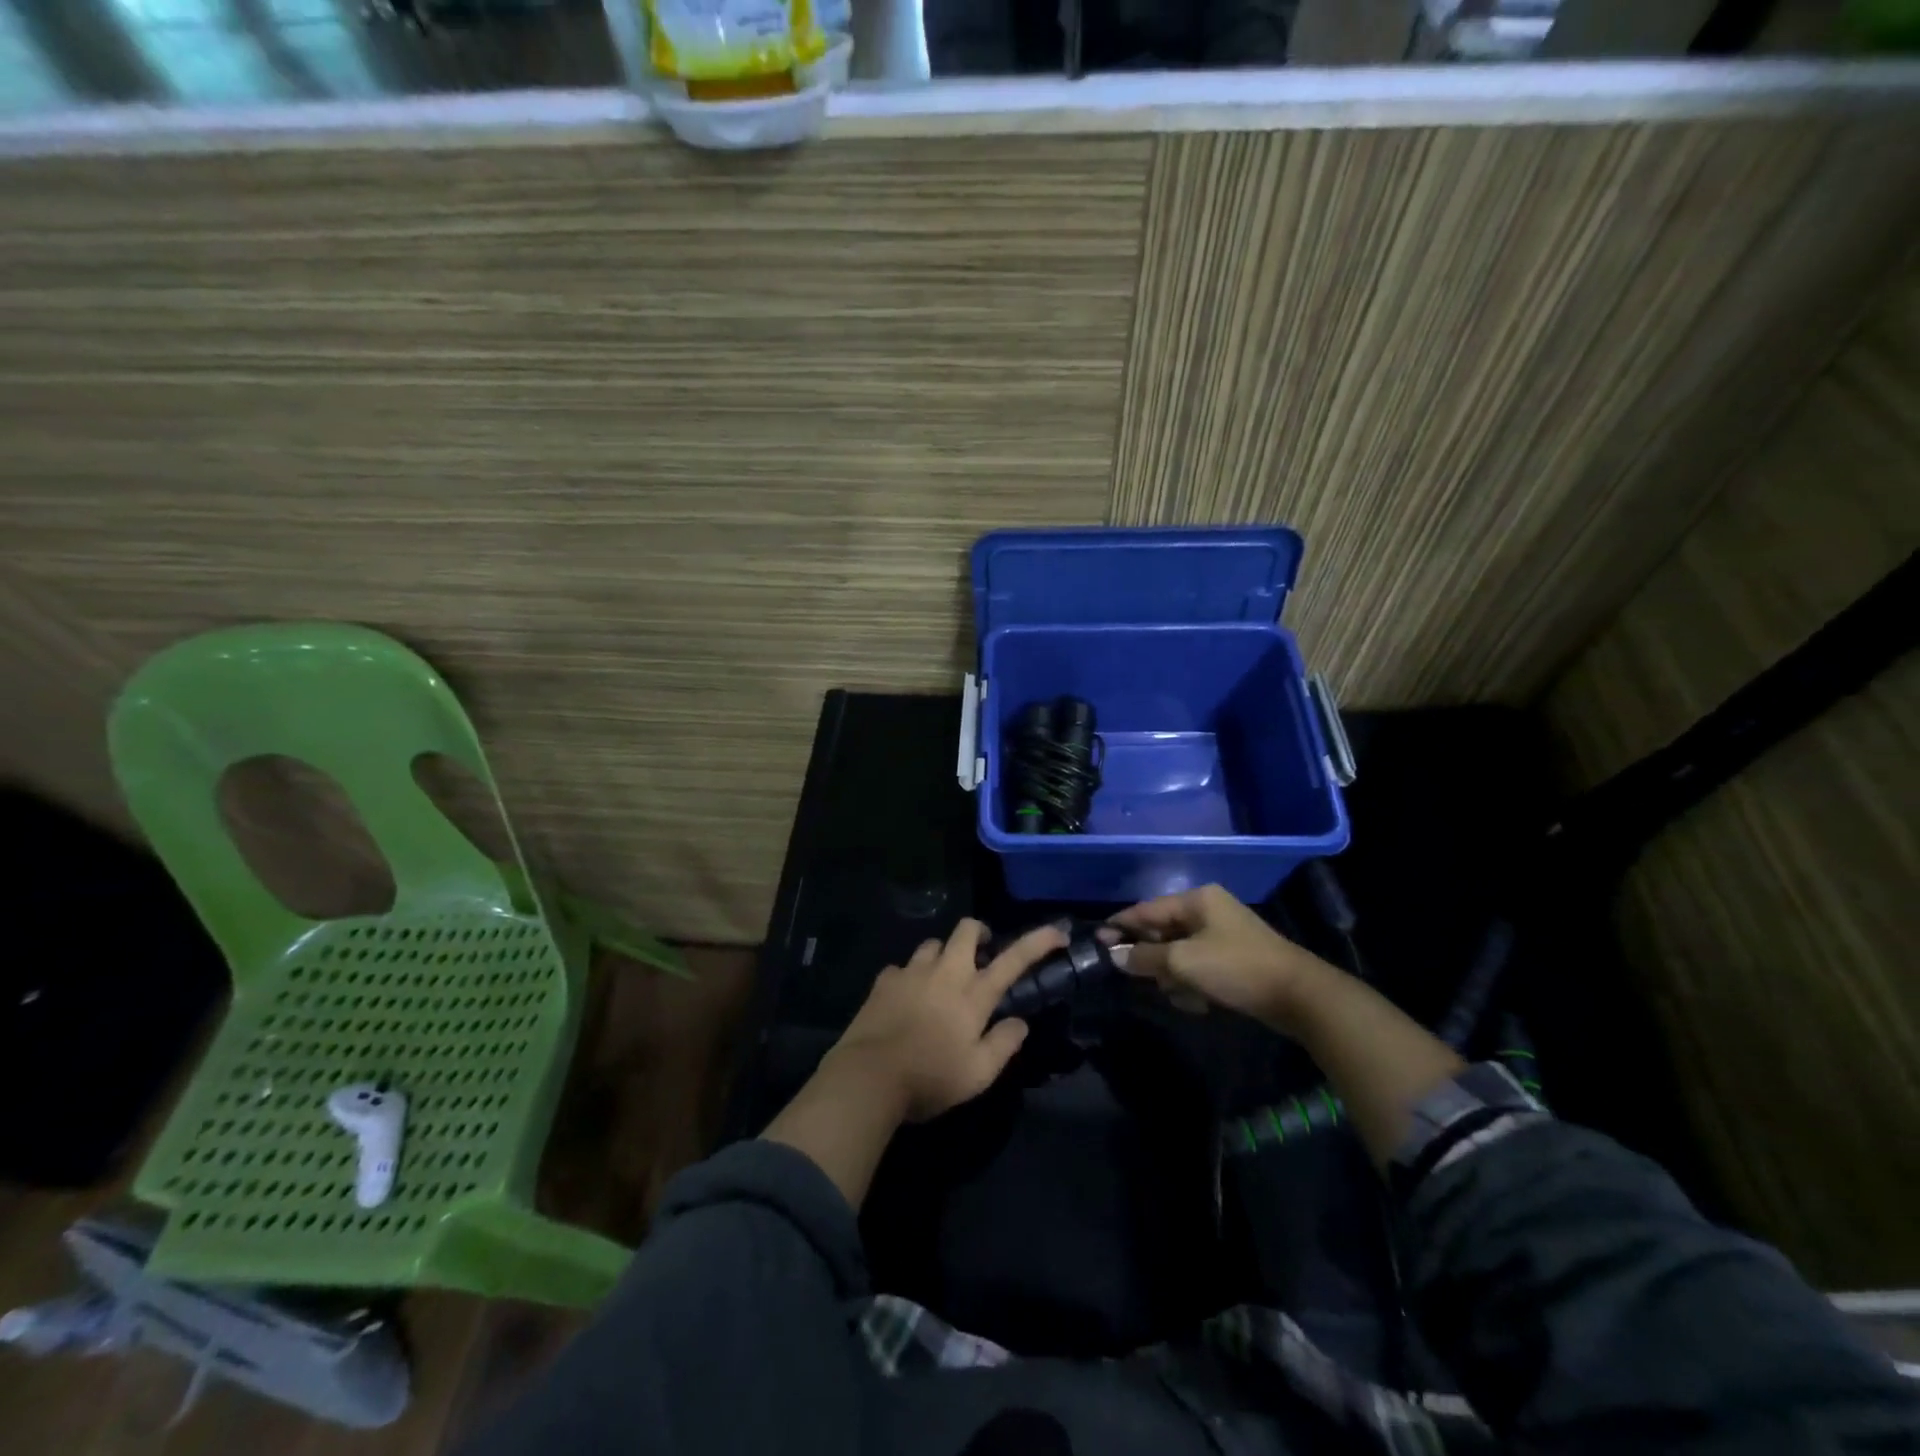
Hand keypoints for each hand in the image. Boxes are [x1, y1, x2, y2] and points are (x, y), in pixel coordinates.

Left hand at [830, 918, 1065, 1121]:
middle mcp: (945, 973)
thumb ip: (1003, 1044)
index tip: (1057, 933)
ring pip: (933, 944)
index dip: (1038, 941)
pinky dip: (909, 977)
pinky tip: (906, 997)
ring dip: (942, 955)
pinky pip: (901, 967)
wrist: (868, 1076)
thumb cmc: (930, 1077)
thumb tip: (1020, 1022)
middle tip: (981, 952)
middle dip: (978, 932)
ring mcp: (912, 972)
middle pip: (966, 930)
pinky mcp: (884, 980)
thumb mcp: (978, 1074)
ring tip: (941, 978)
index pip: (1014, 959)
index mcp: (973, 994)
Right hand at [1110, 884, 1330, 1033]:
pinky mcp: (1234, 960)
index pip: (1147, 909)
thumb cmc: (1236, 968)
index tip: (1097, 941)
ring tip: (1180, 995)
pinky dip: (1193, 983)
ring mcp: (1223, 935)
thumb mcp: (1183, 962)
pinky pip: (1198, 967)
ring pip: (1179, 954)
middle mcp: (1208, 911)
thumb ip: (1144, 957)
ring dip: (1173, 976)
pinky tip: (1198, 1003)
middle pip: (1162, 932)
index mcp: (1197, 900)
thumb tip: (1114, 956)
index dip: (1121, 925)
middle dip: (1152, 958)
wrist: (1298, 996)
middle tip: (1140, 978)